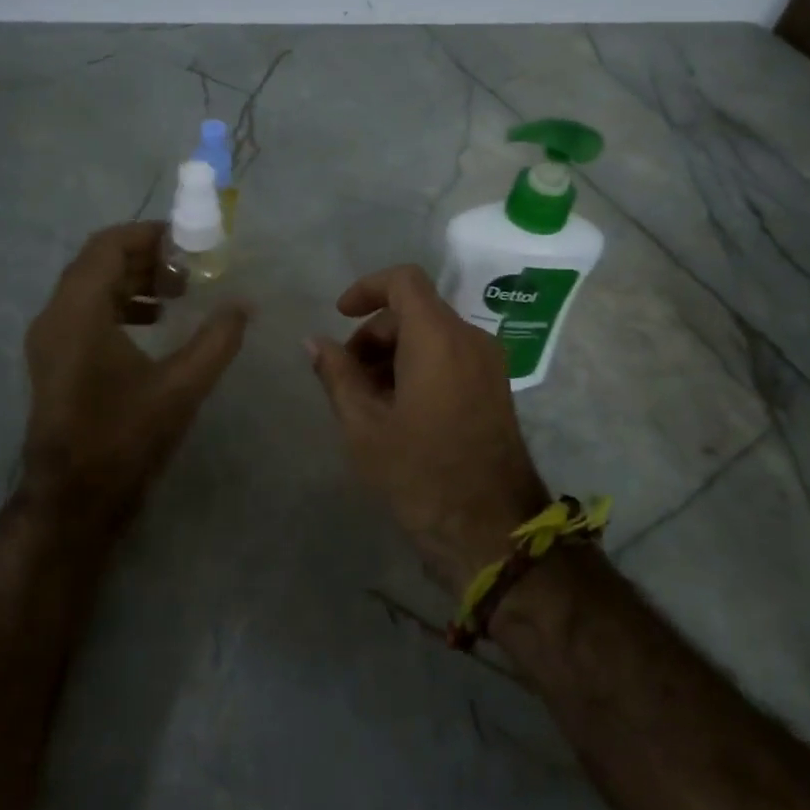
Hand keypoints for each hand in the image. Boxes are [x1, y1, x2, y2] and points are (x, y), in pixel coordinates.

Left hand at [22, 222, 249, 535]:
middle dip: (145, 257)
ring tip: (177, 293)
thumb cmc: (125, 437)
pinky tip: (153, 324)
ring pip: (90, 286)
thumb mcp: (182, 387)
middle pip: (98, 262)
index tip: (187, 241)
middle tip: (189, 267)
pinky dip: (118, 304)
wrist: (73, 498)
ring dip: (132, 280)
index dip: (148, 235)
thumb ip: (217, 340)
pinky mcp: (53, 359)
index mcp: (79, 312)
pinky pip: (84, 311)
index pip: (108, 246)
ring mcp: (49, 339)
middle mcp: (55, 316)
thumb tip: (244, 305)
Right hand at [307, 264, 548, 592]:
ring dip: (394, 355)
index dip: (367, 288)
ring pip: (432, 336)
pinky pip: (451, 357)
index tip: (340, 316)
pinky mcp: (495, 388)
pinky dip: (419, 367)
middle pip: (414, 312)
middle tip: (346, 380)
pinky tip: (398, 412)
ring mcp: (489, 364)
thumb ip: (336, 374)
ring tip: (369, 403)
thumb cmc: (419, 473)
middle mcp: (470, 339)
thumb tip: (314, 341)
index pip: (404, 281)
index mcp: (438, 338)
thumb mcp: (364, 425)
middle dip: (373, 335)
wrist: (491, 529)